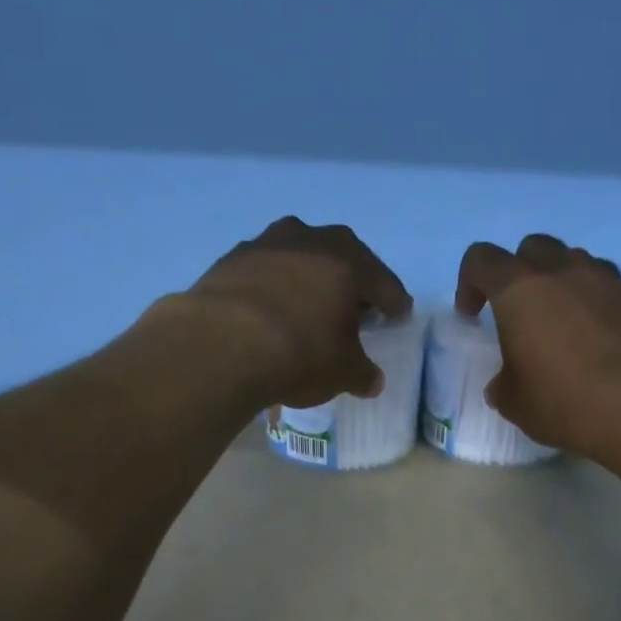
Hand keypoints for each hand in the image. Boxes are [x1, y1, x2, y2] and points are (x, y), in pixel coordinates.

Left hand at [188, 217, 412, 409]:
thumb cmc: (299, 354)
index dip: (395, 302)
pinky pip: (266, 273)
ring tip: (310, 306)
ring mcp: (266, 244)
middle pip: (342, 258)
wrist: (220, 345)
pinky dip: (275, 289)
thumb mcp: (342, 372)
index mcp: (348, 262)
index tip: (400, 315)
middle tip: (356, 306)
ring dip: (309, 279)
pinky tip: (272, 312)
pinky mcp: (230, 260)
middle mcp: (310, 240)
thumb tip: (372, 380)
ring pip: (300, 259)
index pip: (383, 282)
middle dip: (351, 282)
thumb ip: (362, 373)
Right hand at [456, 233, 620, 456]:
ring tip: (559, 322)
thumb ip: (502, 382)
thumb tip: (505, 380)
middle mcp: (559, 269)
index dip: (469, 283)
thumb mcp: (514, 402)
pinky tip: (592, 332)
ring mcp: (602, 277)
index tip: (473, 316)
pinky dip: (590, 297)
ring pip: (570, 260)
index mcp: (518, 289)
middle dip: (517, 274)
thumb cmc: (563, 400)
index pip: (481, 260)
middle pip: (530, 248)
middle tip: (518, 313)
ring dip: (557, 282)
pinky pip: (602, 282)